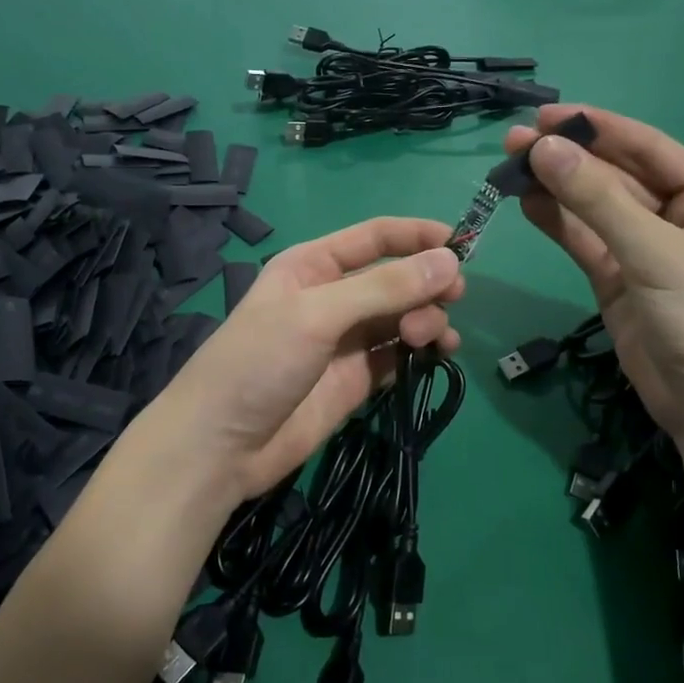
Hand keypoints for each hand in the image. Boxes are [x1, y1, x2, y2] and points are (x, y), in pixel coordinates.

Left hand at [142, 217, 462, 505]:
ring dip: (427, 319)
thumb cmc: (258, 362)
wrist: (220, 446)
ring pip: (403, 317)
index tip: (462, 246)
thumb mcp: (317, 315)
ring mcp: (347, 341)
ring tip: (430, 338)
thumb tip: (449, 261)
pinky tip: (438, 355)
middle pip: (396, 278)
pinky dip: (423, 351)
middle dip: (426, 284)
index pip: (375, 238)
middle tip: (452, 298)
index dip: (418, 236)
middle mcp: (333, 296)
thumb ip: (384, 288)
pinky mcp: (357, 379)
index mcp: (314, 265)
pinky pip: (400, 355)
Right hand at [505, 105, 683, 436]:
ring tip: (510, 166)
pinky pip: (583, 240)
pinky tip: (526, 201)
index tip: (545, 115)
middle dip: (568, 158)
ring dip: (555, 187)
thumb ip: (598, 200)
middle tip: (514, 141)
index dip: (596, 127)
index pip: (647, 147)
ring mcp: (644, 248)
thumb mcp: (657, 253)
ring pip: (592, 207)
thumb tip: (544, 149)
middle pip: (615, 174)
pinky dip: (555, 222)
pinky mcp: (616, 279)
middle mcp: (679, 214)